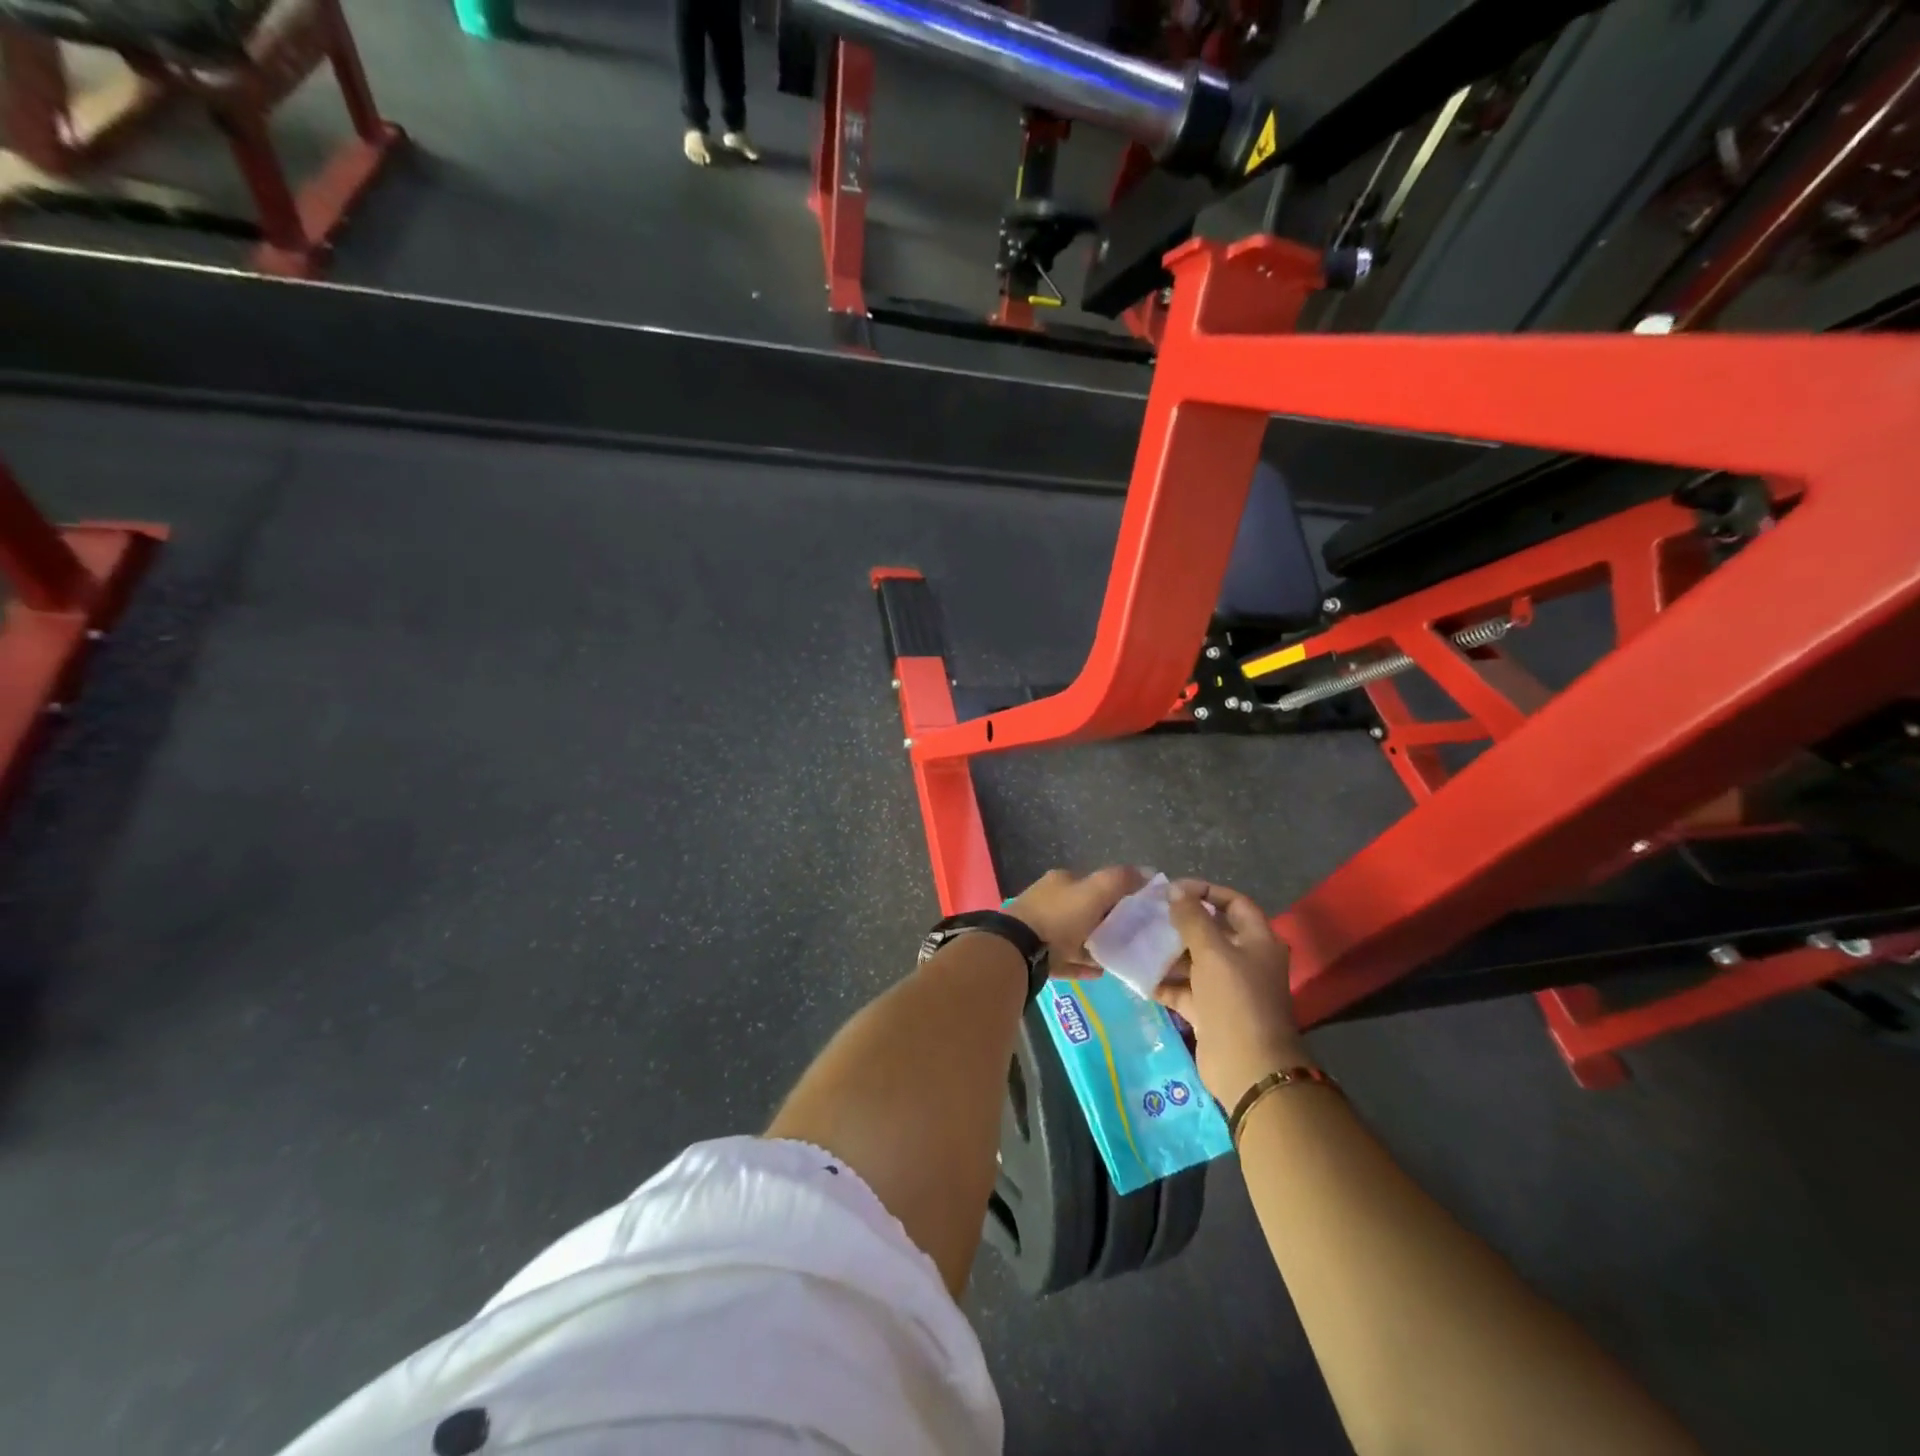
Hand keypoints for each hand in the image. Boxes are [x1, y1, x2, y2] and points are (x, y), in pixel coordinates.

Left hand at [1005, 866, 1146, 977]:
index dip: (1116, 894)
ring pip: (1073, 936)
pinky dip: (1081, 964)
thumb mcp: (1094, 892)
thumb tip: (1148, 871)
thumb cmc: (1059, 917)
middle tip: (1129, 936)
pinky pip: (1065, 959)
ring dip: (1093, 944)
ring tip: (1117, 956)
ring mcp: (1039, 928)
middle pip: (1083, 910)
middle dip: (1105, 921)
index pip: (1093, 883)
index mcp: (1061, 881)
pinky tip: (1098, 973)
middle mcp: (1048, 901)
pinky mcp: (1036, 955)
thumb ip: (1120, 880)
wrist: (1019, 950)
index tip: (1136, 910)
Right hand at [1154, 880, 1307, 1105]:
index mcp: (1258, 940)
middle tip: (1147, 914)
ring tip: (1135, 940)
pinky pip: (1182, 989)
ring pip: (1193, 961)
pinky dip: (1162, 982)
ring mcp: (1226, 988)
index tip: (1173, 890)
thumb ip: (1192, 918)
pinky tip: (1135, 973)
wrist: (1248, 1068)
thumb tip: (1175, 889)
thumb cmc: (1236, 1000)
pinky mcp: (1209, 1011)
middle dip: (1180, 922)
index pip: (1233, 902)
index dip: (1205, 891)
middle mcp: (1244, 960)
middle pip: (1211, 931)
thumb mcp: (1213, 952)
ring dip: (1167, 952)